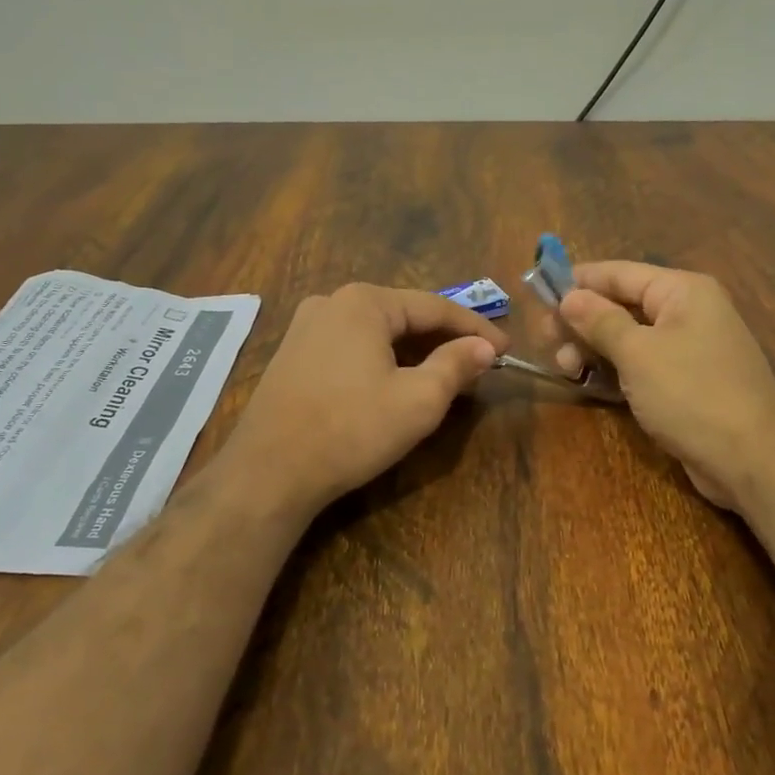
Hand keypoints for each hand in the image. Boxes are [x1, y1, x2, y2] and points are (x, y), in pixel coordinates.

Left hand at [219, 283, 510, 516]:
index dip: (476, 328)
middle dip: (444, 338)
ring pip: (378, 331)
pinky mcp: (293, 354)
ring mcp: (306, 327)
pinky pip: (352, 346)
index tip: (506, 349)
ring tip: (446, 373)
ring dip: (414, 350)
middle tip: (480, 363)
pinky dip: (383, 359)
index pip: (435, 307)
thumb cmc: (351, 429)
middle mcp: (333, 302)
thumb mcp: (418, 400)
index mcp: (365, 301)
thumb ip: (456, 366)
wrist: (268, 472)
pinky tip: (397, 380)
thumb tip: (484, 348)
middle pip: (404, 315)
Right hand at [559, 262, 774, 509]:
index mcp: (682, 291)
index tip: (538, 295)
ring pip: (628, 337)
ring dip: (593, 348)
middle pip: (621, 304)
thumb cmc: (692, 394)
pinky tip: (587, 382)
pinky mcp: (685, 381)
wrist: (753, 461)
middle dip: (582, 321)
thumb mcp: (638, 353)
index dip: (578, 282)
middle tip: (546, 341)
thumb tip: (568, 296)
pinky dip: (613, 369)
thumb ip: (600, 321)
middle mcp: (687, 311)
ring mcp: (688, 348)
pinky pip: (641, 364)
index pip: (619, 273)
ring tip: (565, 368)